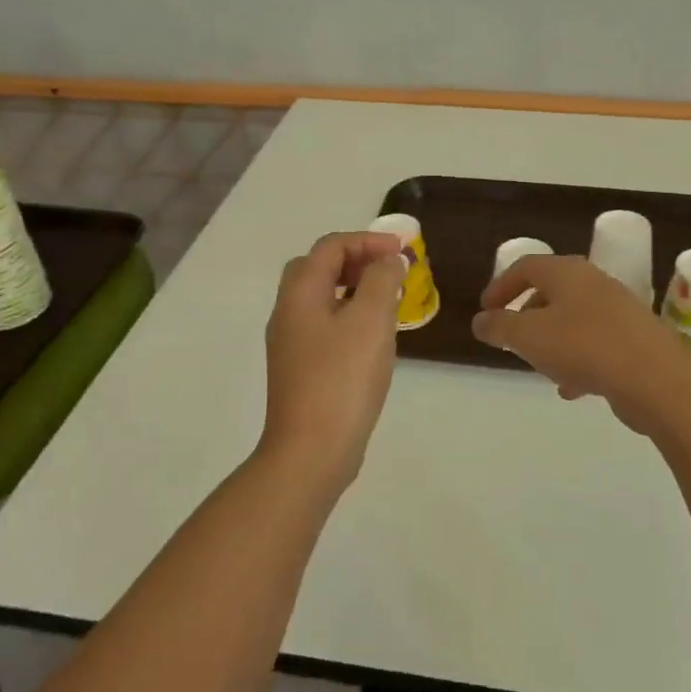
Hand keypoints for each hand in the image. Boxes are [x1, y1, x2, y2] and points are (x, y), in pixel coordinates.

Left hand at [262, 231, 406, 490]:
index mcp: (300, 293)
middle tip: (389, 272)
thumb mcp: (371, 320)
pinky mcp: (300, 369)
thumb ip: (382, 280)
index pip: (330, 247)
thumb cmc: (343, 378)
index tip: (402, 252)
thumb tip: (387, 261)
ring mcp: (291, 343)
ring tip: (389, 302)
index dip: (367, 241)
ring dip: (354, 290)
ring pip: (321, 298)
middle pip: (318, 268)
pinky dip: (349, 317)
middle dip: (356, 261)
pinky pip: (324, 326)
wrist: (312, 450)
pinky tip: (373, 338)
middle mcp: (288, 312)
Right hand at [472, 255, 690, 433]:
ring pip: (573, 320)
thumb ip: (499, 327)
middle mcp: (593, 283)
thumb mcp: (527, 336)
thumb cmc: (583, 346)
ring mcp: (618, 310)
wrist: (654, 377)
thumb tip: (481, 321)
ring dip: (552, 342)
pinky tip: (571, 389)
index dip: (501, 285)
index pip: (526, 266)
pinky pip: (595, 344)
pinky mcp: (634, 339)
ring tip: (540, 368)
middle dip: (527, 315)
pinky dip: (577, 361)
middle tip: (512, 339)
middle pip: (551, 291)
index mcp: (566, 272)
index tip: (485, 309)